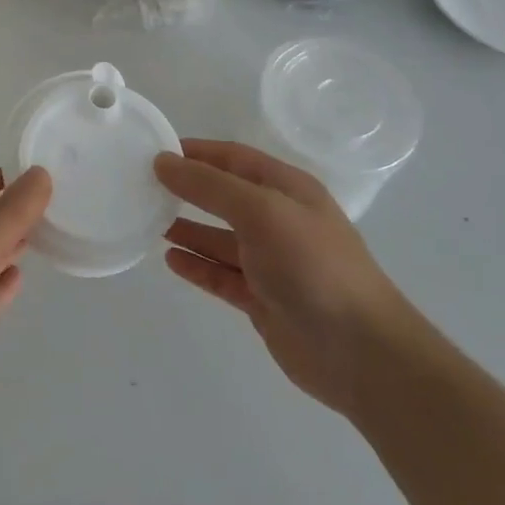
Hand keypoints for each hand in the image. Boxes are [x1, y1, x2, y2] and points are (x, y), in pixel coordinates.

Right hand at [156, 140, 413, 415]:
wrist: (360, 353)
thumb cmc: (312, 266)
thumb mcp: (260, 211)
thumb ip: (209, 185)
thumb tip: (162, 161)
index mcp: (287, 190)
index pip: (233, 158)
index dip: (196, 151)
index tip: (154, 151)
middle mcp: (279, 220)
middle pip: (224, 196)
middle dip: (187, 188)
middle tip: (143, 186)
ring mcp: (272, 262)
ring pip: (219, 237)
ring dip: (187, 228)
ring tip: (147, 221)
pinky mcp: (263, 298)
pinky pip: (221, 275)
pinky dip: (197, 266)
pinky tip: (170, 260)